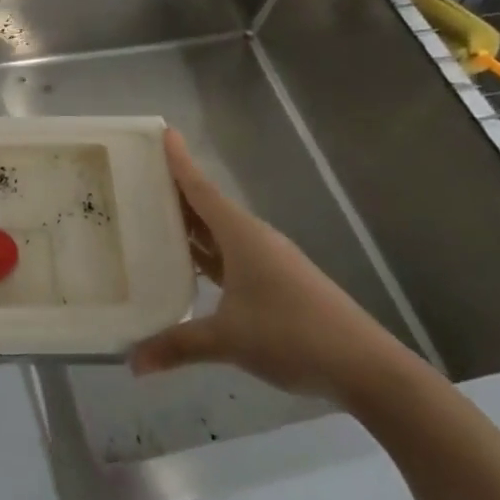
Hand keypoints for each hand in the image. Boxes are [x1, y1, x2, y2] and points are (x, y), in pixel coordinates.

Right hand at [129, 130, 420, 406]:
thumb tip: (132, 362)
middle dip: (176, 190)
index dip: (179, 161)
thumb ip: (178, 346)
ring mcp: (268, 261)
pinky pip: (231, 255)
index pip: (201, 188)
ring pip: (220, 232)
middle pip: (207, 205)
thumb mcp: (229, 340)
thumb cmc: (293, 335)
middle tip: (137, 178)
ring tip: (153, 217)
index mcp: (241, 235)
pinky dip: (207, 253)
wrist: (367, 368)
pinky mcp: (277, 283)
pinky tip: (190, 266)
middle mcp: (253, 238)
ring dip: (191, 224)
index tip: (162, 132)